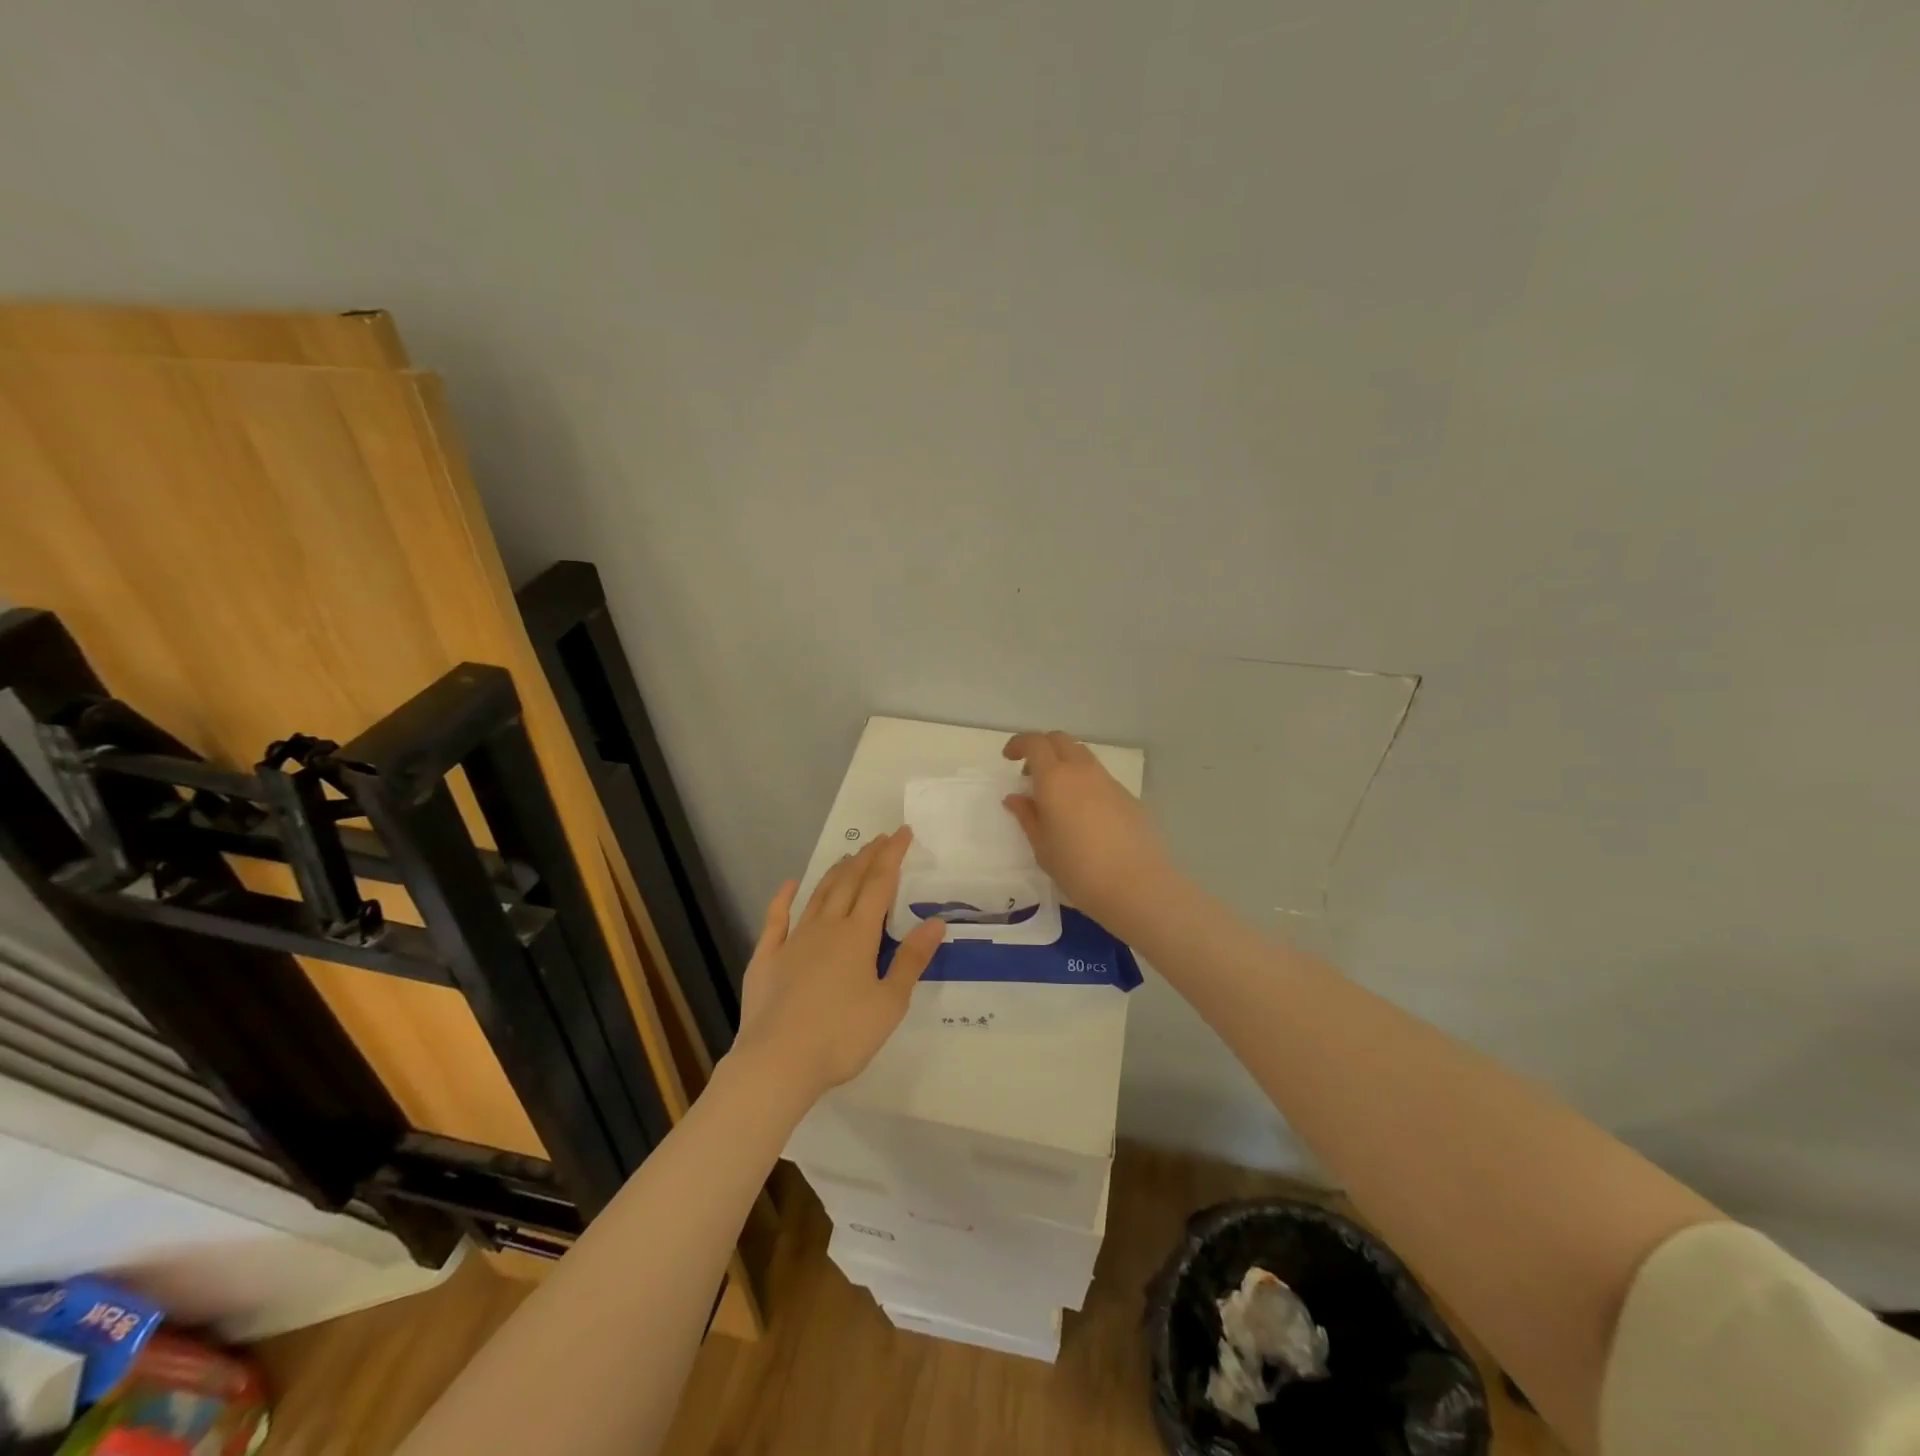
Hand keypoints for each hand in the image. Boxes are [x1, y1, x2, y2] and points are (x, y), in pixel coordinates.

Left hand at [729, 829, 945, 1104]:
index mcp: (858, 936)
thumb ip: (911, 960)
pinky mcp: (767, 958)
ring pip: (818, 895)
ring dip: (835, 872)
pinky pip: (776, 920)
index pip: (880, 885)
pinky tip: (788, 885)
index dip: (892, 856)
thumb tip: (935, 922)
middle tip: (880, 839)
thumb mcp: (889, 1003)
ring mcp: (793, 940)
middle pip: (849, 882)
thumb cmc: (842, 1036)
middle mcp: (826, 927)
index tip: (903, 833)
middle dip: (867, 857)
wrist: (777, 1062)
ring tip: (848, 857)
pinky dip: (783, 899)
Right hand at [1002, 730, 1171, 933]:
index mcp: (1055, 779)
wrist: (1137, 886)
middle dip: (1042, 748)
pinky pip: (1099, 777)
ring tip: (1057, 796)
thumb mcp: (1042, 848)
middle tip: (1031, 775)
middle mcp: (1082, 771)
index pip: (1035, 743)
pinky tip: (1084, 814)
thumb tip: (1016, 798)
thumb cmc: (1079, 870)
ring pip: (1082, 756)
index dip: (1019, 744)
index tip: (1009, 759)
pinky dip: (1084, 782)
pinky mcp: (1128, 796)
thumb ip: (1028, 817)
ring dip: (1064, 763)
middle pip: (1060, 740)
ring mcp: (1109, 781)